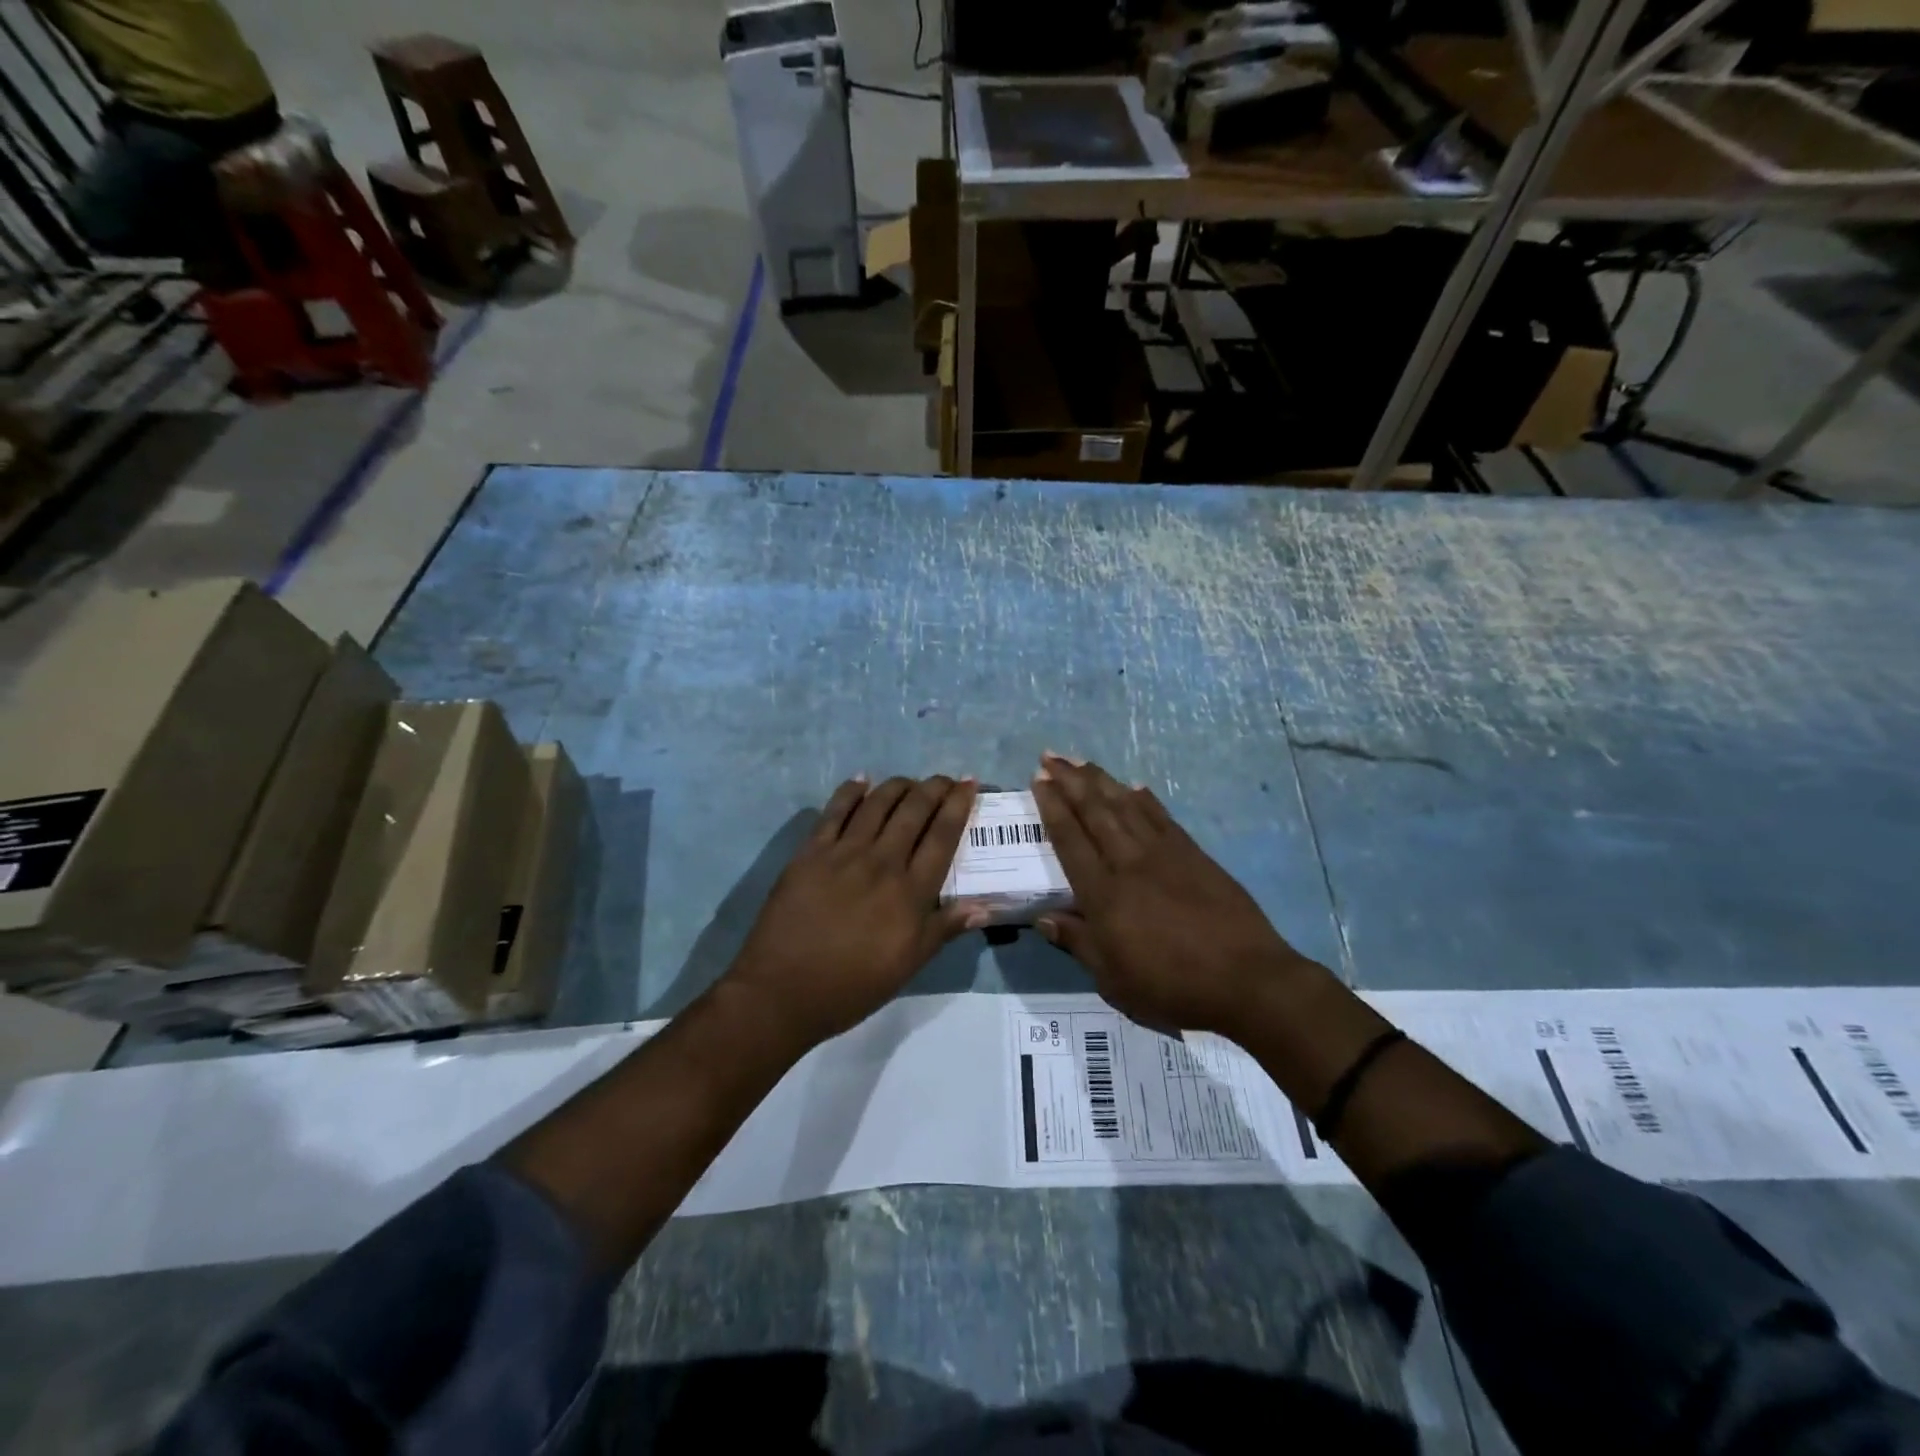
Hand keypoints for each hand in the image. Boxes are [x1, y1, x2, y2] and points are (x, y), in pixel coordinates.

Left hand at [725, 775, 979, 1046]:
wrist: (782, 991)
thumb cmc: (852, 985)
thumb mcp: (907, 966)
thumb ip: (944, 929)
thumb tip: (984, 906)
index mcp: (910, 892)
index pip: (942, 836)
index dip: (958, 805)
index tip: (969, 784)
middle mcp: (881, 862)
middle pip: (914, 811)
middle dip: (934, 788)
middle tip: (945, 779)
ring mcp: (843, 853)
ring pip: (877, 804)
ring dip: (898, 786)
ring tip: (910, 781)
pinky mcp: (810, 852)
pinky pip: (834, 811)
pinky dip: (851, 791)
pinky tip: (861, 780)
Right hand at [1030, 754, 1313, 1034]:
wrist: (1248, 980)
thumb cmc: (1173, 988)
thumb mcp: (1114, 981)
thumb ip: (1078, 944)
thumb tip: (1043, 918)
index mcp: (1104, 895)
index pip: (1070, 841)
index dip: (1052, 808)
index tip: (1039, 780)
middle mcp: (1129, 864)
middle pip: (1094, 813)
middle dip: (1070, 781)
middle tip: (1051, 756)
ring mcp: (1164, 855)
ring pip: (1126, 806)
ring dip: (1101, 781)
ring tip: (1082, 761)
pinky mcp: (1194, 855)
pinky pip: (1162, 817)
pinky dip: (1145, 799)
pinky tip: (1134, 786)